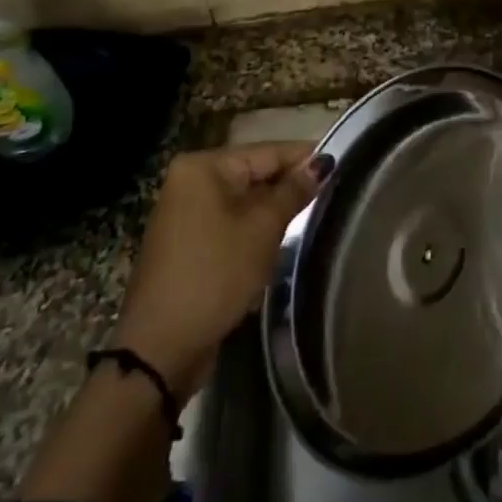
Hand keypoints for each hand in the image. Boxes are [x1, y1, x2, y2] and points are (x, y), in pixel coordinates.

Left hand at [110, 142, 329, 399]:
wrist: (159, 349)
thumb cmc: (215, 275)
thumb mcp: (263, 229)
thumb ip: (294, 191)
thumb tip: (323, 162)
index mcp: (204, 167)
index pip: (267, 151)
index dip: (305, 157)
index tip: (341, 162)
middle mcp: (190, 181)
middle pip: (254, 173)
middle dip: (289, 185)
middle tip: (332, 191)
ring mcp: (184, 213)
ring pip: (243, 200)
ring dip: (273, 209)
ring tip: (313, 213)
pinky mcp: (186, 243)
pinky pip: (229, 222)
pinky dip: (253, 228)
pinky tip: (279, 239)